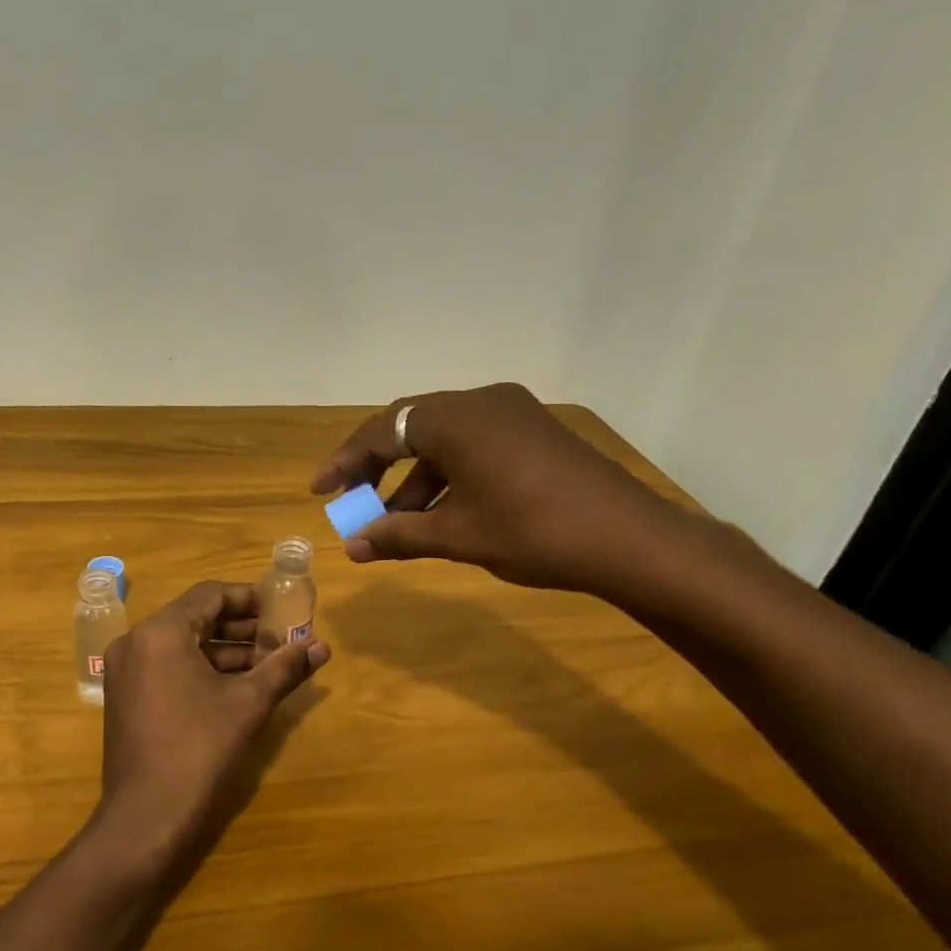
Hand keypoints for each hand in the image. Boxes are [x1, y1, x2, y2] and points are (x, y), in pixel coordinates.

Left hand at [97, 581, 329, 864]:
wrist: (146, 816)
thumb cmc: (199, 749)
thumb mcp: (249, 703)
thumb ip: (285, 667)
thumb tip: (322, 646)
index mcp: (161, 632)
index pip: (209, 594)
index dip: (248, 598)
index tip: (280, 610)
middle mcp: (136, 641)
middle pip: (194, 617)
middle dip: (240, 626)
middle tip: (278, 637)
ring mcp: (126, 670)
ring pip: (182, 644)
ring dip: (224, 649)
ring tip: (266, 662)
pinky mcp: (126, 696)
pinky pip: (167, 665)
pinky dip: (201, 668)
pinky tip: (236, 685)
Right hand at [310, 382, 696, 597]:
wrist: (630, 540)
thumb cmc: (533, 532)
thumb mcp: (458, 536)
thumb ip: (399, 535)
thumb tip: (352, 547)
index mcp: (456, 418)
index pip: (383, 430)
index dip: (346, 462)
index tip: (320, 491)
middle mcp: (481, 403)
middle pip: (411, 428)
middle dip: (377, 468)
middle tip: (353, 502)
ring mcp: (512, 415)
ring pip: (444, 441)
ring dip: (415, 480)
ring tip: (396, 524)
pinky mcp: (534, 433)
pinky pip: (474, 447)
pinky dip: (449, 477)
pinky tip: (442, 515)